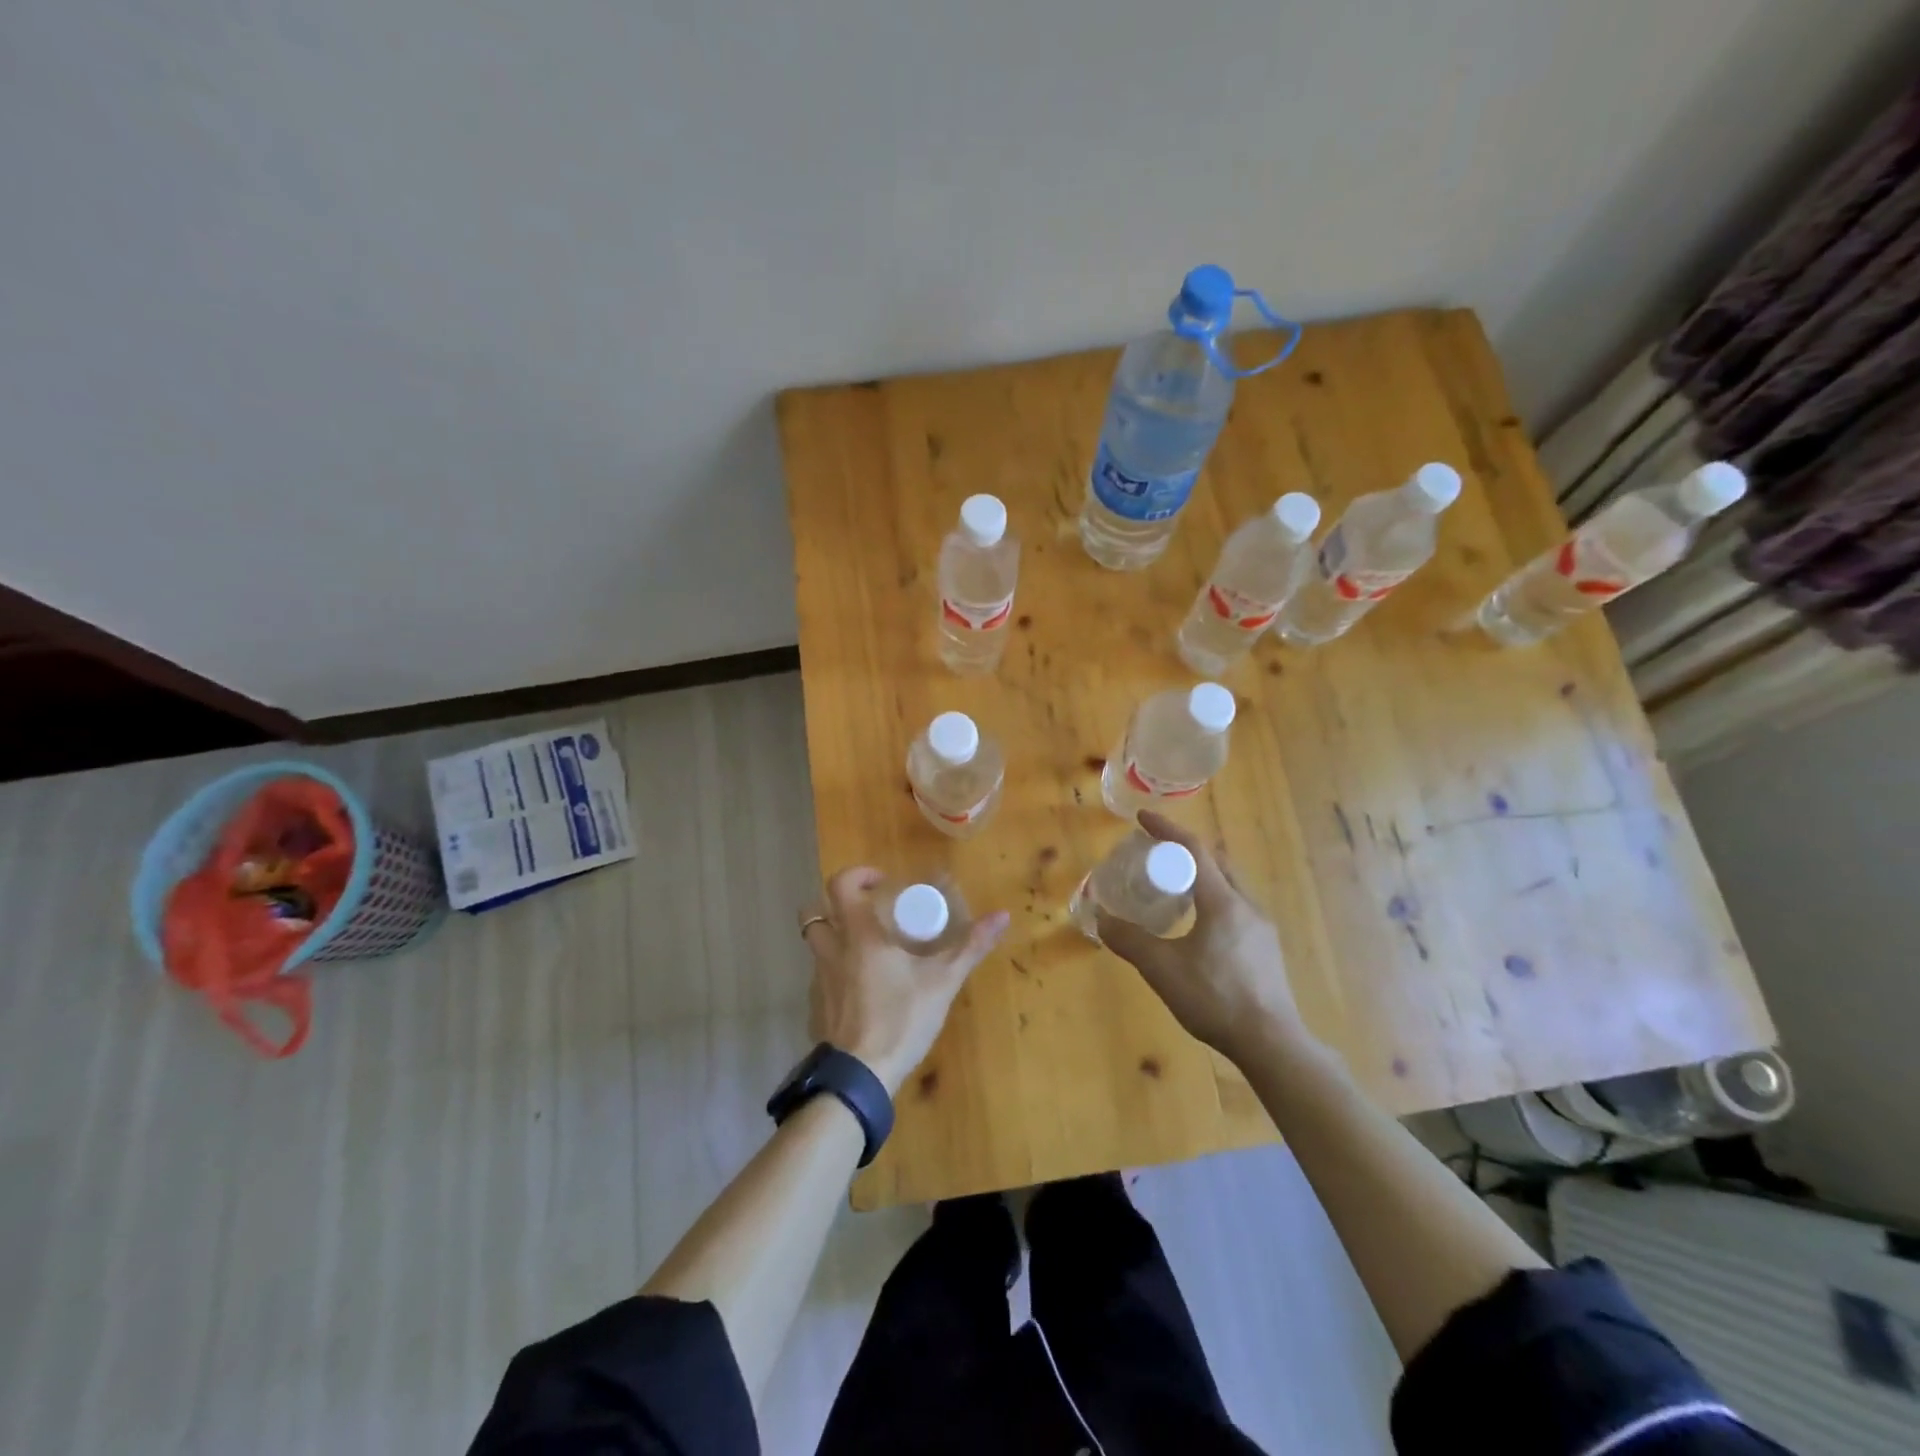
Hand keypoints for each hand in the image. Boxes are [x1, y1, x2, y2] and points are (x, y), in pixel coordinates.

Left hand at [799, 868, 1009, 1096]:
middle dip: (835, 905)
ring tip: (865, 947)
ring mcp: (820, 980)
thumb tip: (1002, 915)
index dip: (857, 875)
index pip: (840, 885)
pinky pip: (820, 974)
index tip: (881, 883)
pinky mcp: (819, 1006)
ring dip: (833, 936)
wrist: (861, 1077)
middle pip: (813, 912)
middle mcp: (832, 950)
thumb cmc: (900, 1019)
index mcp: (858, 935)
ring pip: (815, 944)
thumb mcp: (942, 981)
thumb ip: (971, 946)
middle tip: (868, 913)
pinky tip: (862, 986)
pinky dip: (835, 970)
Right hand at [1095, 811, 1313, 1068]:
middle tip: (1157, 855)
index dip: (1167, 830)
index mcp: (1222, 901)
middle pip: (1216, 862)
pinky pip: (1236, 908)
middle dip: (1186, 851)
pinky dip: (1213, 900)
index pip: (1194, 849)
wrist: (1271, 1043)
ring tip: (1174, 888)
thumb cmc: (1215, 998)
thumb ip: (1129, 940)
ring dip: (1202, 877)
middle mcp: (1246, 905)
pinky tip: (1198, 927)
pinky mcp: (1266, 949)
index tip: (1143, 819)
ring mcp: (1262, 928)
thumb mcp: (1162, 969)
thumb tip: (1101, 918)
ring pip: (1229, 886)